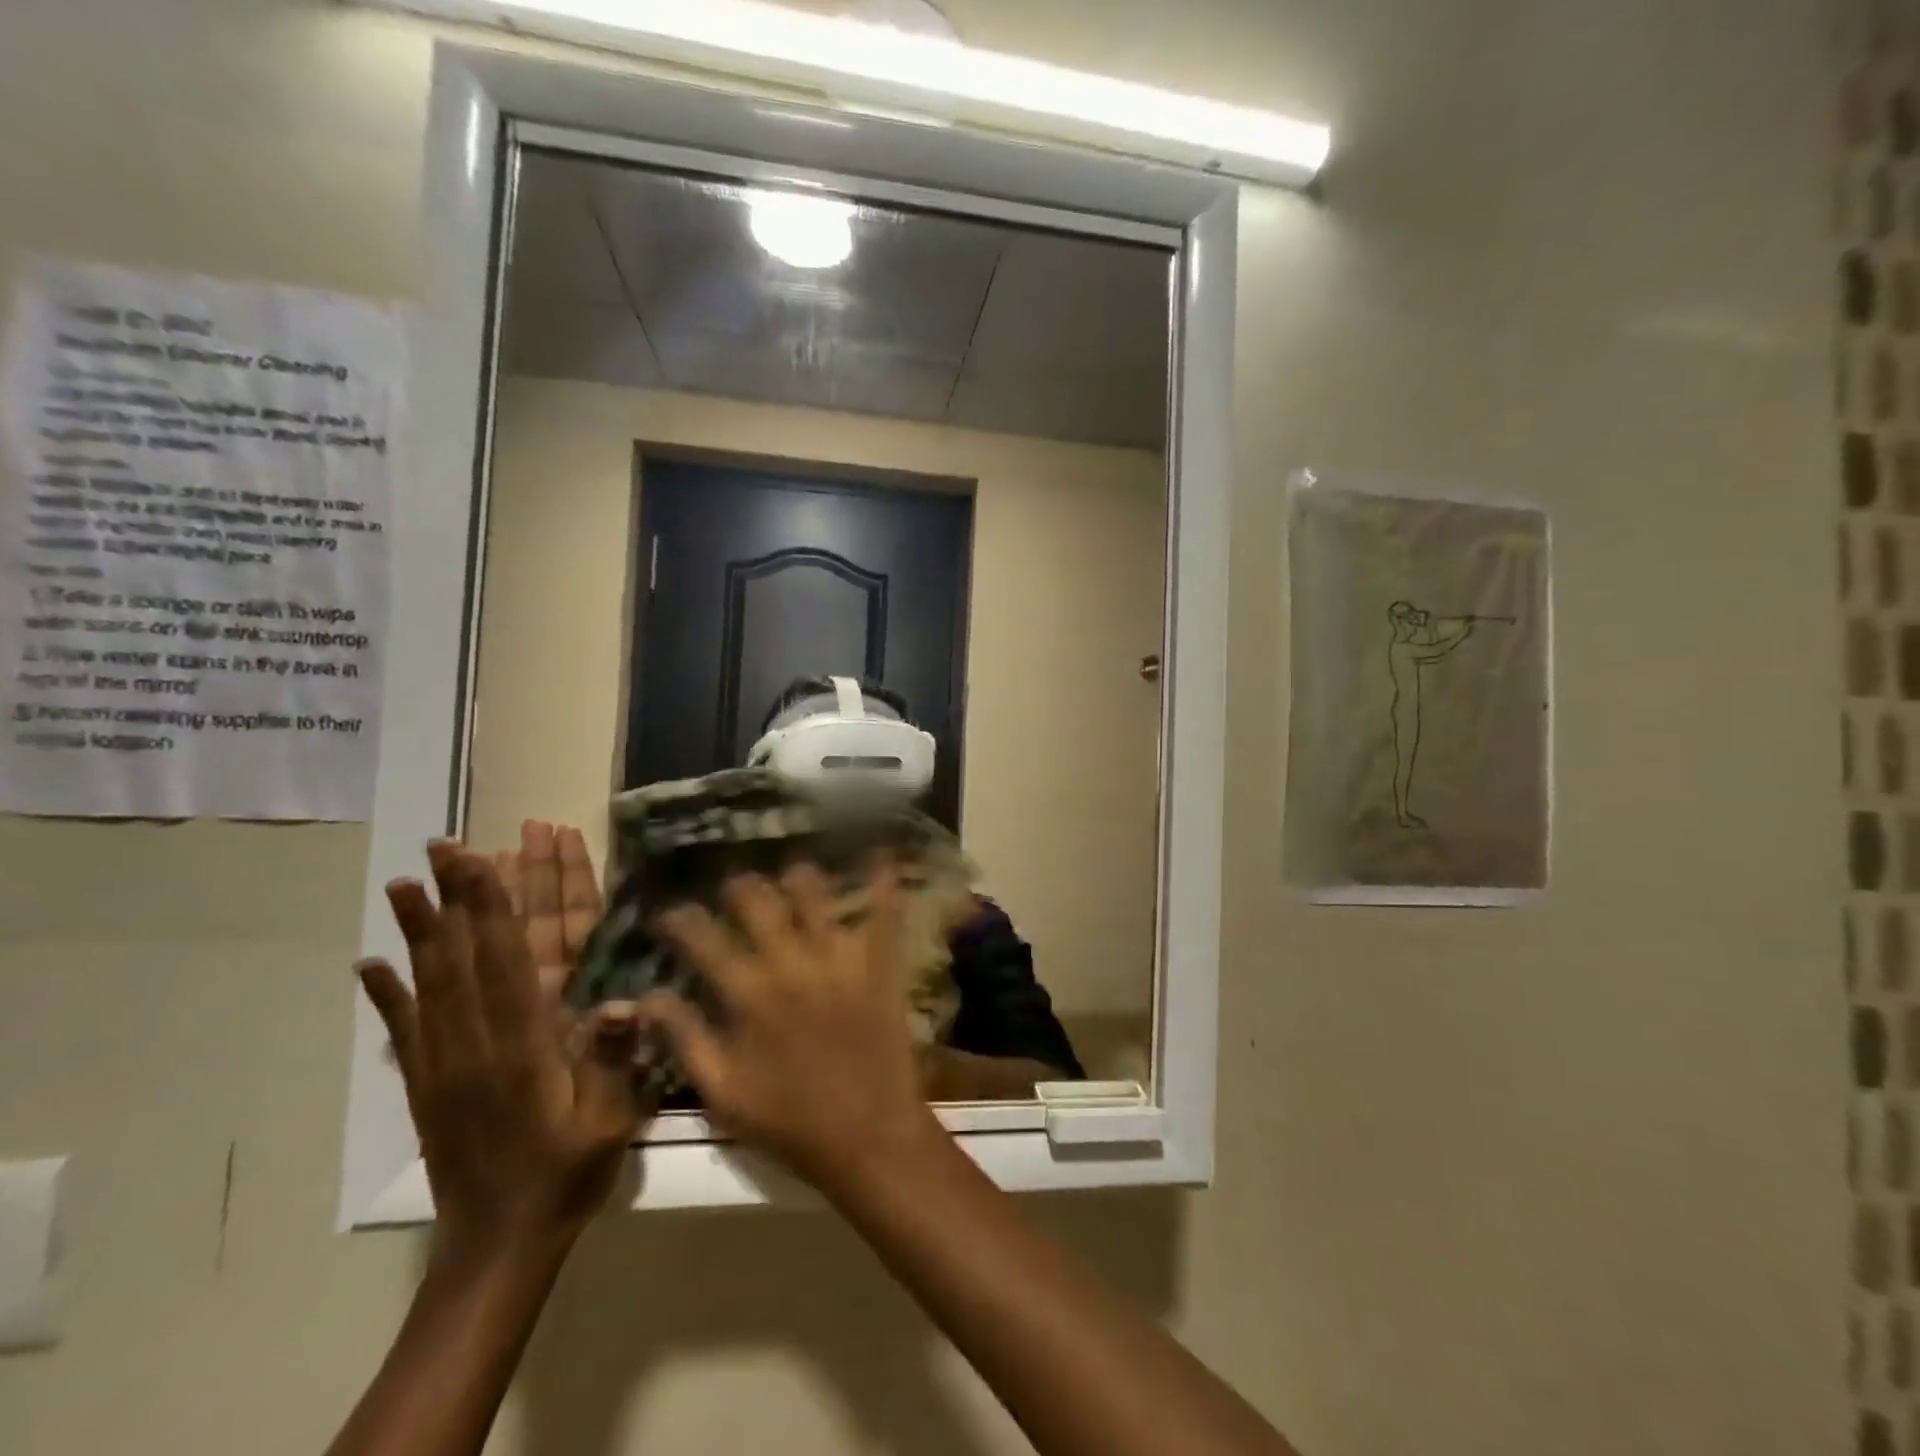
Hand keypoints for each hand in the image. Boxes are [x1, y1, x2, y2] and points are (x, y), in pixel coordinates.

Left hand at [357, 842, 646, 1262]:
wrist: (498, 1249)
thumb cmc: (566, 1177)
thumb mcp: (608, 1125)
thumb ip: (612, 1062)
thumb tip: (623, 1002)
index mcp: (521, 1048)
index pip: (507, 960)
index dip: (494, 906)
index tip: (482, 859)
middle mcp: (475, 1045)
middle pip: (465, 957)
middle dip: (458, 898)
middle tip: (443, 847)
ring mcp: (444, 1064)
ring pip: (431, 982)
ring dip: (419, 930)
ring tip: (404, 884)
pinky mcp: (428, 1085)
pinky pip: (405, 1029)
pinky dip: (388, 993)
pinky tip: (371, 964)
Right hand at [641, 861, 943, 1194]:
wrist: (869, 1135)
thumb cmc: (789, 1122)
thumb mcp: (722, 1092)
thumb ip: (683, 1038)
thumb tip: (646, 996)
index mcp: (748, 994)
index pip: (703, 939)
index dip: (681, 919)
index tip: (670, 912)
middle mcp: (791, 962)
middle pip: (758, 899)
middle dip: (739, 886)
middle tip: (735, 886)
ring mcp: (840, 957)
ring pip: (815, 893)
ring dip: (797, 878)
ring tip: (790, 875)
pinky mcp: (879, 962)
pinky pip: (883, 911)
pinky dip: (881, 880)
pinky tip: (880, 852)